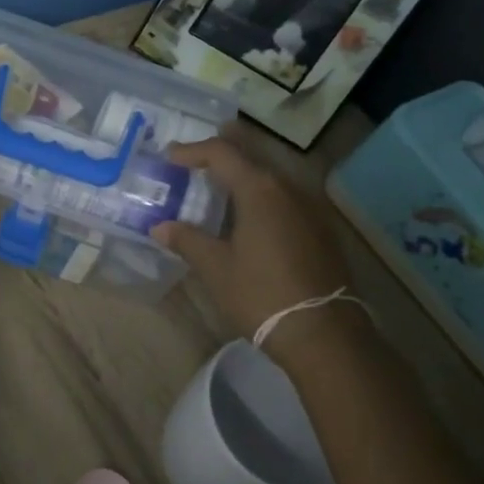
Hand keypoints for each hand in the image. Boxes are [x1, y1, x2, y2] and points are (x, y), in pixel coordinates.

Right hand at [152, 134, 354, 339]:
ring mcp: (310, 208)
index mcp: (259, 190)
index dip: (193, 151)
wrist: (323, 333)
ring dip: (244, 173)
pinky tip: (249, 212)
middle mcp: (288, 188)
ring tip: (219, 181)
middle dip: (223, 151)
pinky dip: (261, 193)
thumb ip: (187, 240)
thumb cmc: (261, 294)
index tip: (170, 156)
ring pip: (271, 175)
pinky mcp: (321, 229)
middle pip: (252, 156)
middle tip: (196, 154)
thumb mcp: (215, 268)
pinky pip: (285, 196)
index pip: (222, 153)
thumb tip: (160, 227)